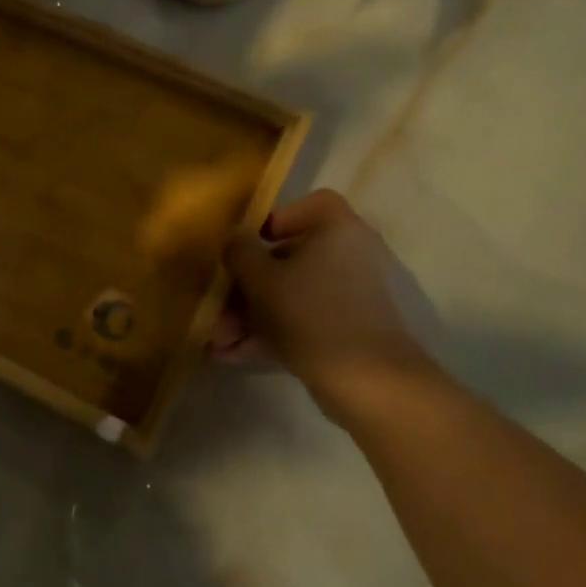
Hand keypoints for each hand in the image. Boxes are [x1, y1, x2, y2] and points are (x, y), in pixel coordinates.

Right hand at [210, 190, 443, 413]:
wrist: (368, 381)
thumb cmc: (310, 313)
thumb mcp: (261, 279)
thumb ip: (239, 252)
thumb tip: (234, 240)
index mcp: (337, 229)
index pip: (311, 205)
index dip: (276, 220)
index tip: (249, 246)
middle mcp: (349, 255)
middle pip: (289, 258)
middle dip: (246, 287)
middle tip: (217, 309)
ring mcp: (350, 296)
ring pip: (291, 295)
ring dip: (251, 315)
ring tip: (218, 342)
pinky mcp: (348, 331)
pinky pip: (302, 321)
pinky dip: (271, 334)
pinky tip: (233, 356)